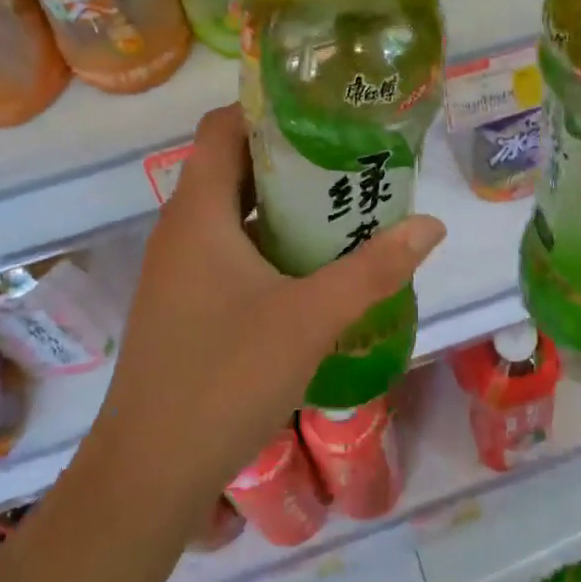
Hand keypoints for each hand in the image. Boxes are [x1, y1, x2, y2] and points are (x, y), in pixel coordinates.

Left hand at [94, 104, 446, 517]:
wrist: (149, 472)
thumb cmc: (224, 377)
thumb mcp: (310, 318)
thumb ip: (374, 269)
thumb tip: (431, 226)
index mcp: (198, 212)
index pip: (223, 127)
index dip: (268, 108)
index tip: (324, 111)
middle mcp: (181, 230)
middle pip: (233, 166)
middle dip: (290, 157)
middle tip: (351, 157)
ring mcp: (178, 270)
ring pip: (232, 213)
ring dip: (282, 204)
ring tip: (343, 205)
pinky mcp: (184, 304)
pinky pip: (228, 250)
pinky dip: (268, 243)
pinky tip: (312, 267)